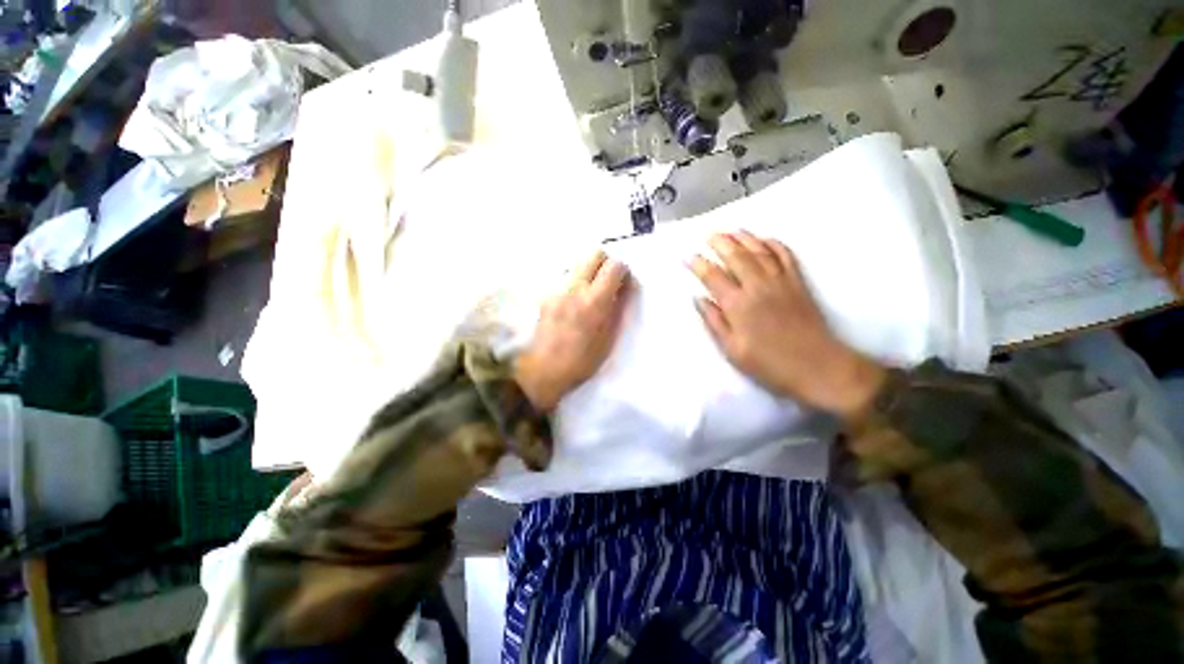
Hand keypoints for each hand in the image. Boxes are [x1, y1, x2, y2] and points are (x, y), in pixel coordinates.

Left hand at [514, 250, 629, 411]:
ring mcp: (558, 290)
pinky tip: (574, 304)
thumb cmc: (582, 361)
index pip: (614, 266)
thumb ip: (619, 307)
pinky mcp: (546, 295)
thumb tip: (627, 287)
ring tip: (591, 294)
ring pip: (578, 264)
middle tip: (609, 282)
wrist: (544, 370)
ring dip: (590, 272)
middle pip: (594, 253)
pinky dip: (576, 284)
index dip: (624, 271)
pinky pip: (566, 279)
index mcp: (594, 301)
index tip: (625, 284)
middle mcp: (575, 288)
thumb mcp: (608, 338)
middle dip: (606, 263)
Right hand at [689, 232, 885, 418]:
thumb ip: (714, 322)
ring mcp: (780, 281)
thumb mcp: (732, 350)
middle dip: (720, 243)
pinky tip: (764, 239)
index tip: (688, 257)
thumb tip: (699, 299)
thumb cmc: (769, 364)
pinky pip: (785, 256)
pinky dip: (773, 244)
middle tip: (708, 236)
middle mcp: (757, 287)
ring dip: (744, 238)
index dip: (699, 264)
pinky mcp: (798, 282)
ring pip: (759, 251)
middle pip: (736, 256)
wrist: (818, 366)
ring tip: (731, 230)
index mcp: (738, 305)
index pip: (713, 277)